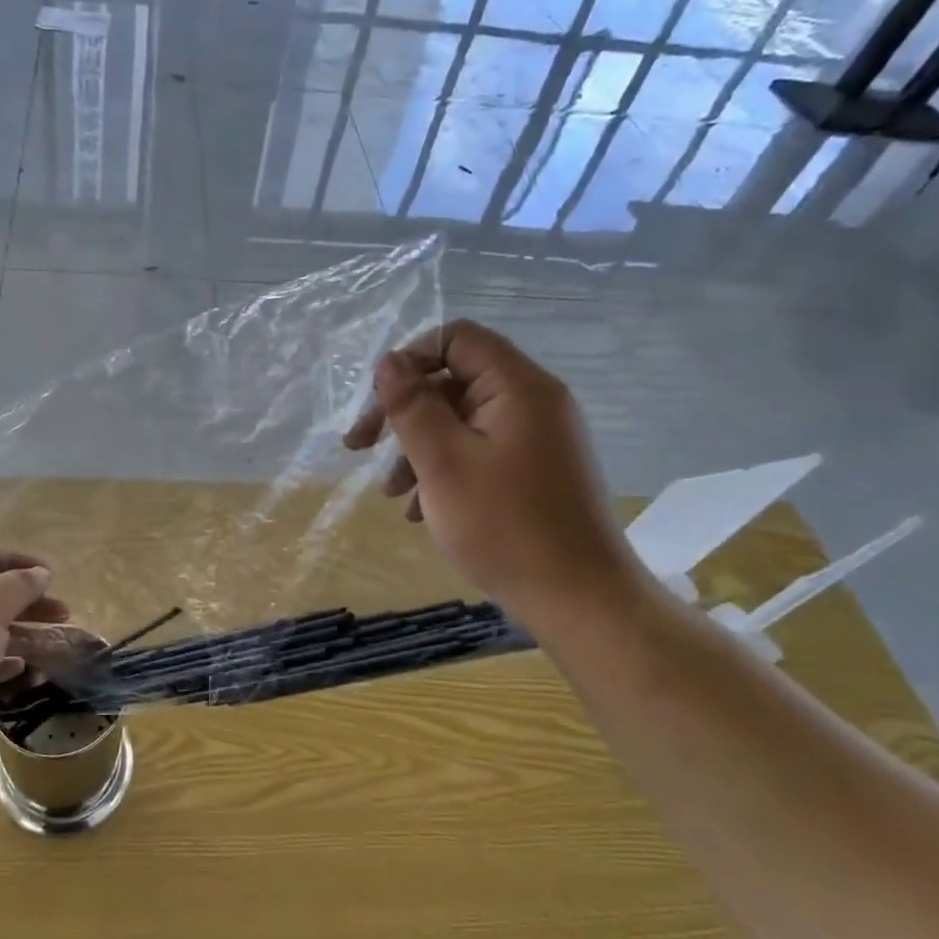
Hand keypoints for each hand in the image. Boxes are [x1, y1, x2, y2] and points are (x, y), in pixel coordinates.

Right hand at [342, 320, 645, 629]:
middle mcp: (533, 403)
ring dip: (418, 449)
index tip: (377, 403)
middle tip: (360, 448)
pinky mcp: (535, 472)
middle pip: (453, 382)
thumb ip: (411, 406)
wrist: (579, 600)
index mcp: (517, 388)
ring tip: (392, 495)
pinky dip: (445, 472)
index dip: (409, 360)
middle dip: (403, 413)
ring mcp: (537, 440)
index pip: (456, 339)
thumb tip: (388, 362)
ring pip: (461, 422)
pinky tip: (420, 511)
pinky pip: (480, 453)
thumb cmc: (504, 526)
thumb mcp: (442, 462)